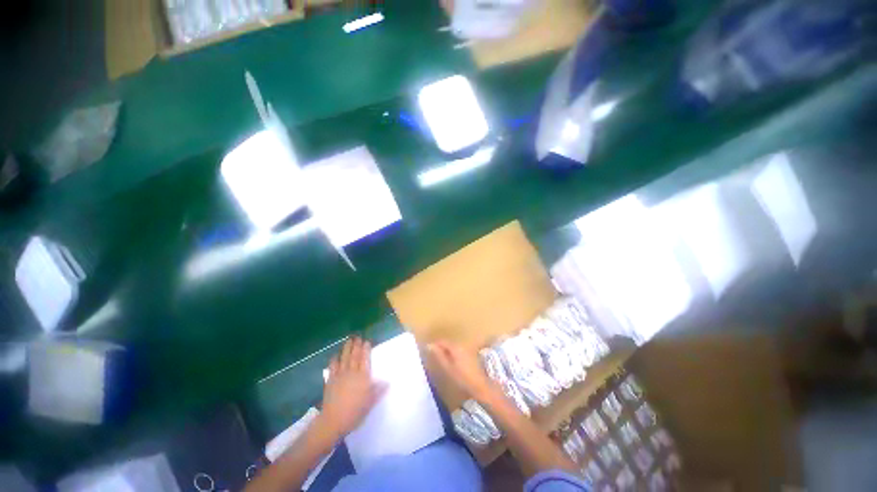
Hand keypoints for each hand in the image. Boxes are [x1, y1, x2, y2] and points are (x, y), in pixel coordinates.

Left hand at [317, 337, 385, 442]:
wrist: (333, 421)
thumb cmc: (354, 412)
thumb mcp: (370, 403)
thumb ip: (378, 391)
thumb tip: (387, 382)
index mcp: (363, 377)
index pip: (365, 360)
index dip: (366, 350)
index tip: (367, 341)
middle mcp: (352, 373)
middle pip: (355, 356)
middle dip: (357, 345)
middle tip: (358, 337)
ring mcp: (340, 375)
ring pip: (344, 358)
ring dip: (347, 348)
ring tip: (349, 340)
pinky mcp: (331, 380)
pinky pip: (333, 367)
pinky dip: (334, 360)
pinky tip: (335, 355)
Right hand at [428, 340, 496, 401]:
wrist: (480, 385)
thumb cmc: (462, 377)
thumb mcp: (448, 367)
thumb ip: (439, 355)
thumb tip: (429, 345)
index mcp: (455, 347)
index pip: (442, 341)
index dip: (434, 344)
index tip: (427, 349)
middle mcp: (461, 345)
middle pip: (448, 343)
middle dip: (440, 347)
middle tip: (432, 355)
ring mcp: (467, 349)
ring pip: (453, 347)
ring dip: (446, 351)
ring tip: (440, 359)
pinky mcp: (470, 355)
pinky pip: (458, 351)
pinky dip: (452, 354)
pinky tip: (450, 362)